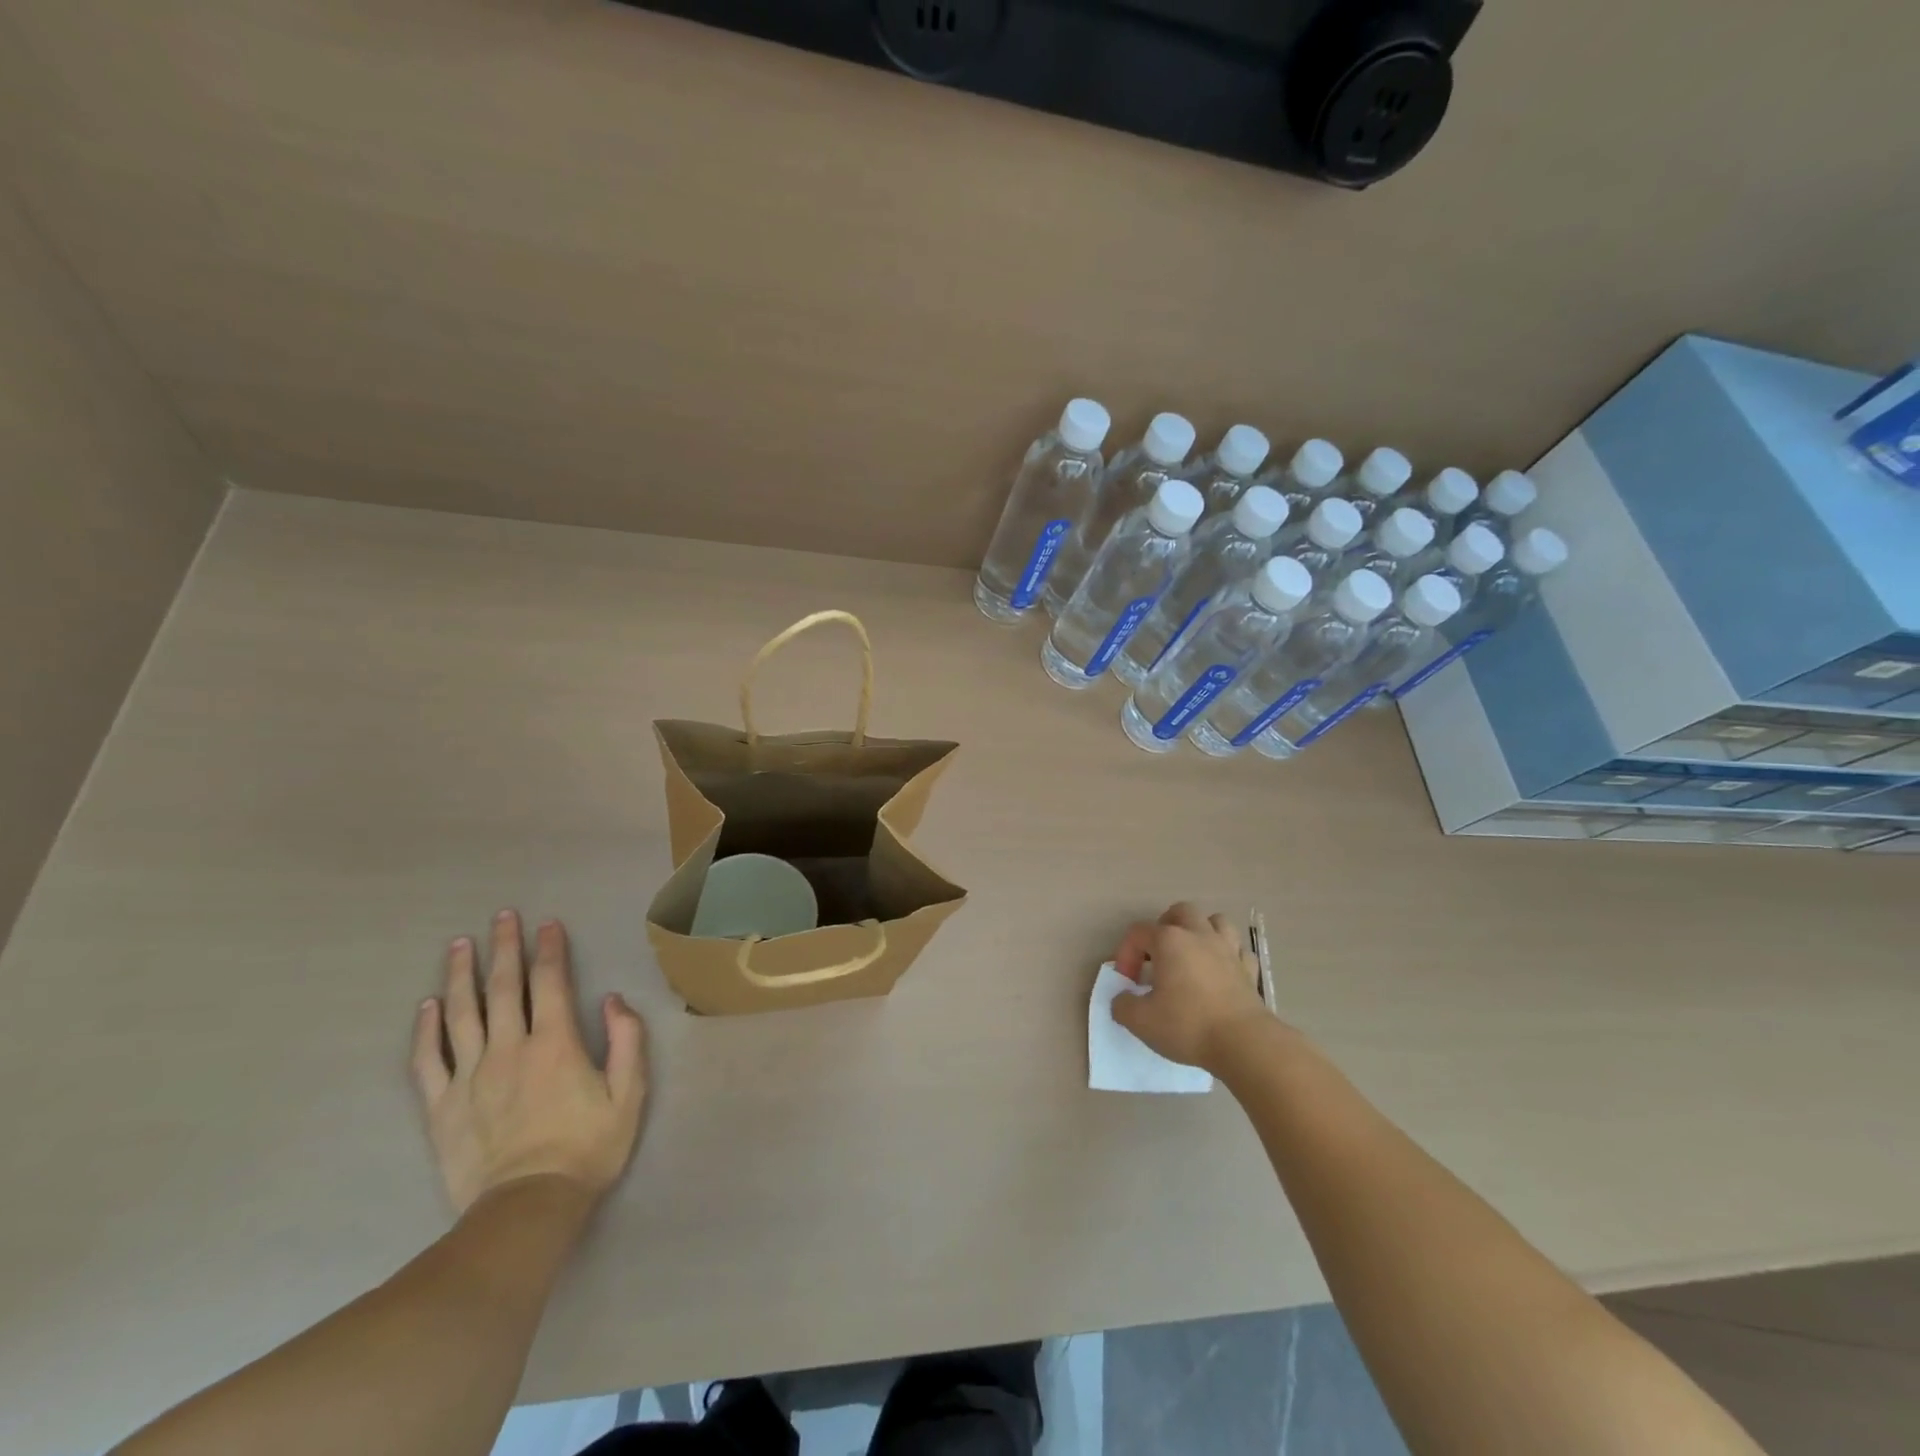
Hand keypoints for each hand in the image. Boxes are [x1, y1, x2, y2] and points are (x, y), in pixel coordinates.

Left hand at [412, 911, 647, 1213]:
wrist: (527, 1209)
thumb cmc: (587, 1148)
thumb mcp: (630, 1094)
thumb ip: (627, 1041)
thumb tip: (612, 999)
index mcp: (556, 1044)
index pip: (551, 983)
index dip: (550, 950)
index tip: (548, 924)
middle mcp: (510, 1049)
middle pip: (504, 988)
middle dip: (506, 948)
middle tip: (502, 917)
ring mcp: (471, 1076)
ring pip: (462, 1014)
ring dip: (461, 975)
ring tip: (460, 945)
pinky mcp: (442, 1106)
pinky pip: (428, 1060)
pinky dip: (426, 1029)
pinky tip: (427, 1006)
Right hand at [1110, 902, 1274, 1071]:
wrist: (1244, 1044)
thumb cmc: (1188, 1025)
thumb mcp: (1141, 1021)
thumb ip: (1123, 1005)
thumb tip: (1123, 998)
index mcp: (1169, 941)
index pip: (1138, 932)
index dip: (1126, 954)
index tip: (1128, 983)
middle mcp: (1199, 935)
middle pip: (1180, 911)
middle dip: (1165, 927)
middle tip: (1158, 955)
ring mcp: (1229, 949)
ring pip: (1216, 922)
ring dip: (1201, 932)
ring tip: (1192, 955)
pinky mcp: (1249, 970)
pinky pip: (1238, 950)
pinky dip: (1228, 956)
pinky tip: (1221, 973)